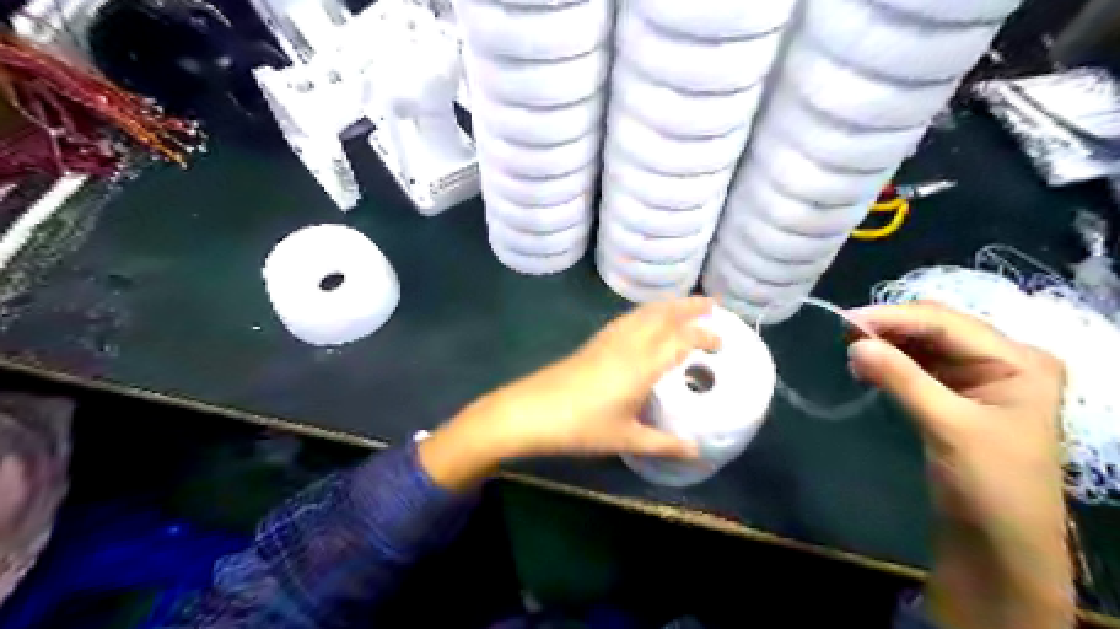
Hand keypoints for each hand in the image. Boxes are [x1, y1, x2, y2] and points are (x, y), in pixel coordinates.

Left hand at [417, 300, 716, 492]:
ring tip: (685, 305)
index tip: (722, 341)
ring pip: (644, 312)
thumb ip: (663, 444)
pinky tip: (645, 320)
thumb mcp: (625, 439)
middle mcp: (629, 343)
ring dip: (668, 305)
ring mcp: (609, 339)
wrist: (530, 411)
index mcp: (643, 364)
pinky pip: (629, 318)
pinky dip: (647, 312)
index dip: (705, 335)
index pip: (682, 338)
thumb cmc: (581, 426)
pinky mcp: (594, 342)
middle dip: (690, 305)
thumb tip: (697, 452)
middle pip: (664, 314)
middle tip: (713, 303)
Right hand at [850, 303, 1075, 628]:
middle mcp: (1001, 360)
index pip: (947, 323)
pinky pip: (917, 365)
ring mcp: (978, 377)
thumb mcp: (948, 427)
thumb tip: (854, 343)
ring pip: (923, 344)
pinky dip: (890, 361)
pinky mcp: (955, 394)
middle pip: (936, 327)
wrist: (999, 542)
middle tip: (843, 332)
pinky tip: (866, 366)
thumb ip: (901, 379)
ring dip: (887, 343)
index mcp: (1018, 361)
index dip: (894, 317)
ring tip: (850, 348)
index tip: (846, 320)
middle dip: (890, 327)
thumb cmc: (990, 484)